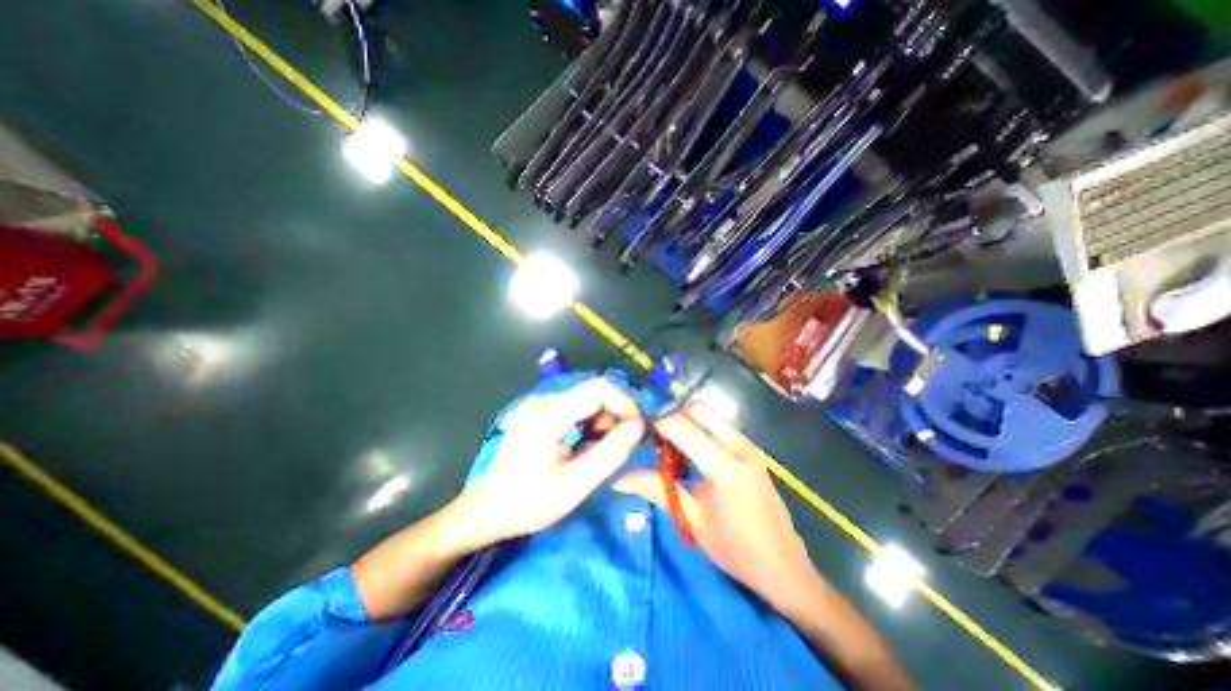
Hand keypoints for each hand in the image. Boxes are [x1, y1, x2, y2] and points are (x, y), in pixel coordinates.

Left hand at [450, 378, 645, 549]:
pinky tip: (586, 448)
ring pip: (590, 400)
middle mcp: (545, 400)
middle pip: (596, 392)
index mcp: (549, 414)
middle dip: (616, 415)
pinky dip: (592, 425)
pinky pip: (579, 409)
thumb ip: (610, 453)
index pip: (600, 388)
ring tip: (599, 453)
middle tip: (621, 447)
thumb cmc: (527, 503)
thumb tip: (640, 425)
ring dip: (605, 422)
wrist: (486, 510)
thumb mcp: (574, 485)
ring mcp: (542, 404)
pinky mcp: (543, 412)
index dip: (626, 403)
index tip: (639, 429)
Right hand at [611, 403, 815, 607]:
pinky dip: (701, 428)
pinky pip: (720, 425)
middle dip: (673, 415)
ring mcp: (749, 445)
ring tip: (670, 445)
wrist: (784, 568)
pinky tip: (691, 451)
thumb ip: (656, 490)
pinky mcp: (752, 449)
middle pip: (698, 409)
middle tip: (655, 436)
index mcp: (724, 465)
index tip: (638, 427)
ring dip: (687, 420)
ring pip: (710, 414)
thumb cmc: (736, 549)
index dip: (657, 422)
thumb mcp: (691, 520)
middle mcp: (739, 446)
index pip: (682, 427)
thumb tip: (618, 480)